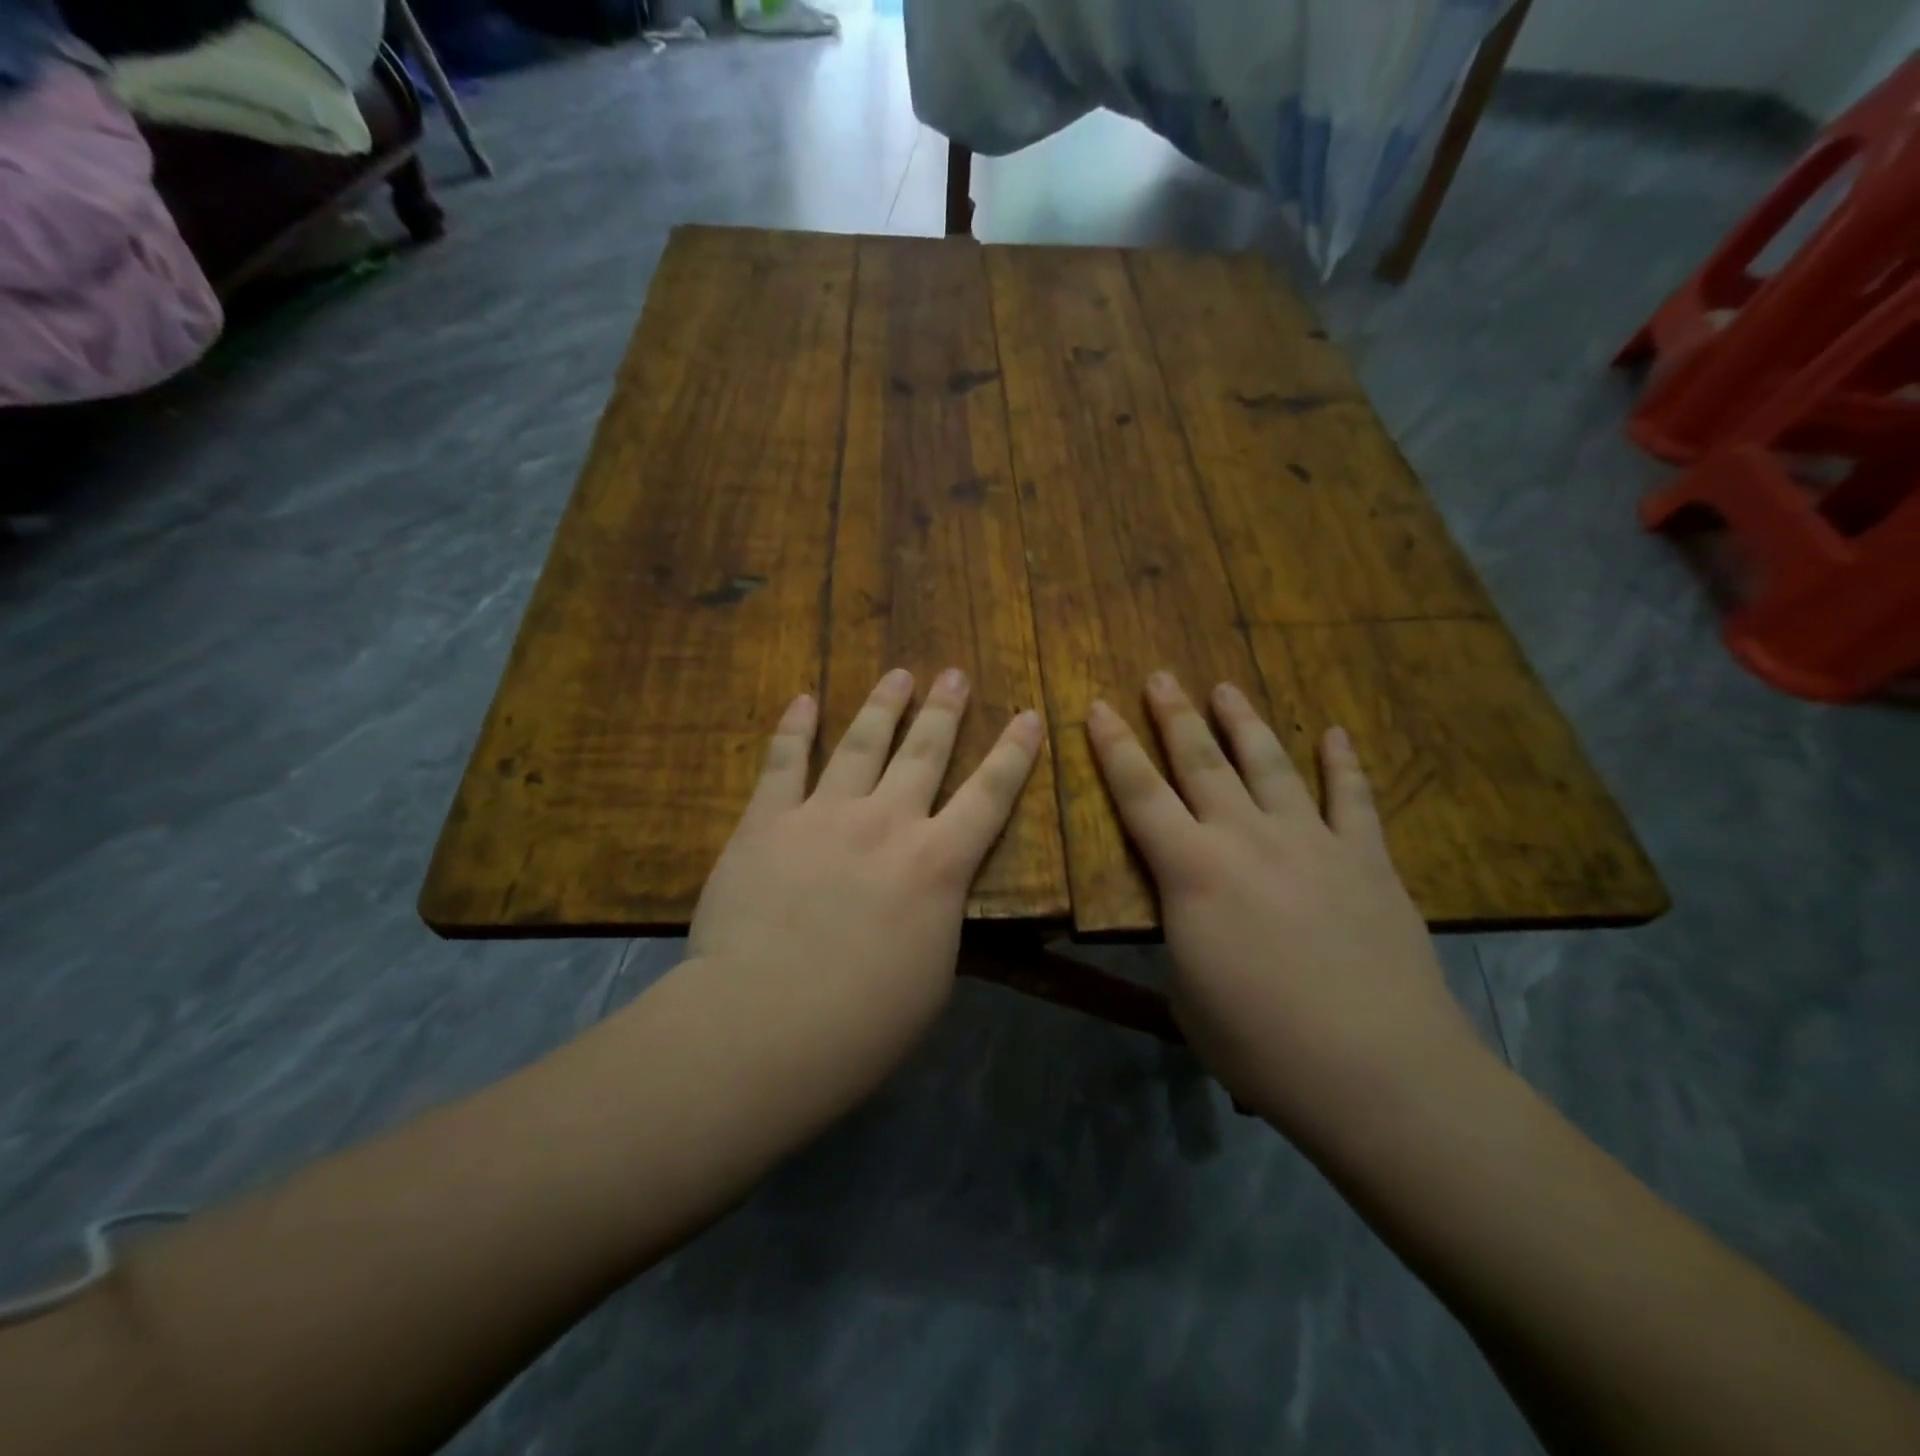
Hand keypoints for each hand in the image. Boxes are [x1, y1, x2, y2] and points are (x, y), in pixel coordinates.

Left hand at [684, 667, 1042, 1109]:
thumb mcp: (932, 972)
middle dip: (944, 710)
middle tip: (954, 674)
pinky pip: (783, 762)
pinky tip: (804, 699)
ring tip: (898, 674)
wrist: (766, 1024)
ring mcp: (823, 815)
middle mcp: (887, 823)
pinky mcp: (767, 822)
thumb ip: (936, 915)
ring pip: (860, 744)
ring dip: (883, 706)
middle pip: (924, 752)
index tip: (1029, 714)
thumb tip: (932, 890)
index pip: (990, 795)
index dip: (1014, 752)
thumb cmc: (864, 1022)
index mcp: (938, 865)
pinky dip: (794, 727)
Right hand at [1086, 673, 1483, 1134]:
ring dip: (1244, 723)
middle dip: (1174, 716)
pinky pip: (1352, 799)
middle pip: (1202, 762)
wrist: (1377, 1071)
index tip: (1100, 706)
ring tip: (1226, 688)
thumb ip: (1182, 935)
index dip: (1114, 747)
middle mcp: (1246, 839)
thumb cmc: (1259, 1043)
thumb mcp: (1186, 991)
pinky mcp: (1366, 860)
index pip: (1139, 794)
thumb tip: (1189, 912)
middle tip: (1160, 676)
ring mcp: (1311, 842)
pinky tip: (1335, 733)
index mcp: (1191, 871)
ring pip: (1270, 764)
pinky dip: (1343, 763)